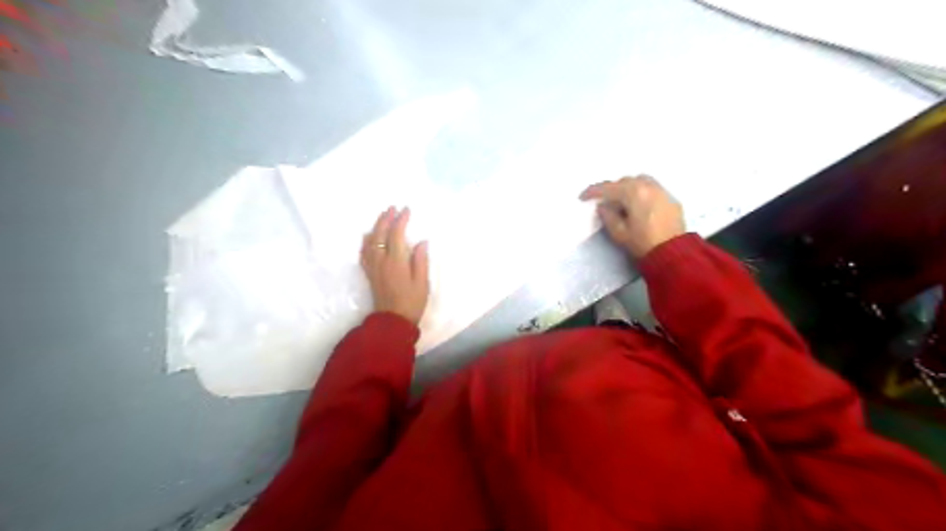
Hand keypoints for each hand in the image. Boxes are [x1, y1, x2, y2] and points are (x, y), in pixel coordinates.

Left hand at [360, 206, 432, 323]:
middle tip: (392, 208)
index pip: (396, 235)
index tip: (406, 209)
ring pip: (370, 241)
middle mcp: (381, 261)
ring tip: (383, 217)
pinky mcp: (369, 273)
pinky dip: (366, 240)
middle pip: (380, 234)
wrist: (393, 321)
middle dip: (386, 219)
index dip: (401, 220)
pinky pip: (364, 252)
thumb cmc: (412, 302)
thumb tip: (421, 242)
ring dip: (376, 226)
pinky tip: (369, 236)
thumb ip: (421, 260)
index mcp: (396, 262)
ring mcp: (373, 267)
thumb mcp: (422, 283)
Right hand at [581, 174, 684, 257]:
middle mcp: (649, 186)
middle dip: (612, 189)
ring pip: (641, 181)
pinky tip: (639, 206)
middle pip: (625, 181)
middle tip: (604, 202)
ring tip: (622, 201)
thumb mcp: (619, 233)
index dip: (593, 192)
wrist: (673, 253)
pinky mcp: (671, 199)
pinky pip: (652, 188)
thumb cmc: (642, 243)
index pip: (608, 188)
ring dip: (628, 188)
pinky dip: (642, 192)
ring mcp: (662, 191)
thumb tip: (604, 206)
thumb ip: (608, 216)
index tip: (582, 197)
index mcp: (633, 193)